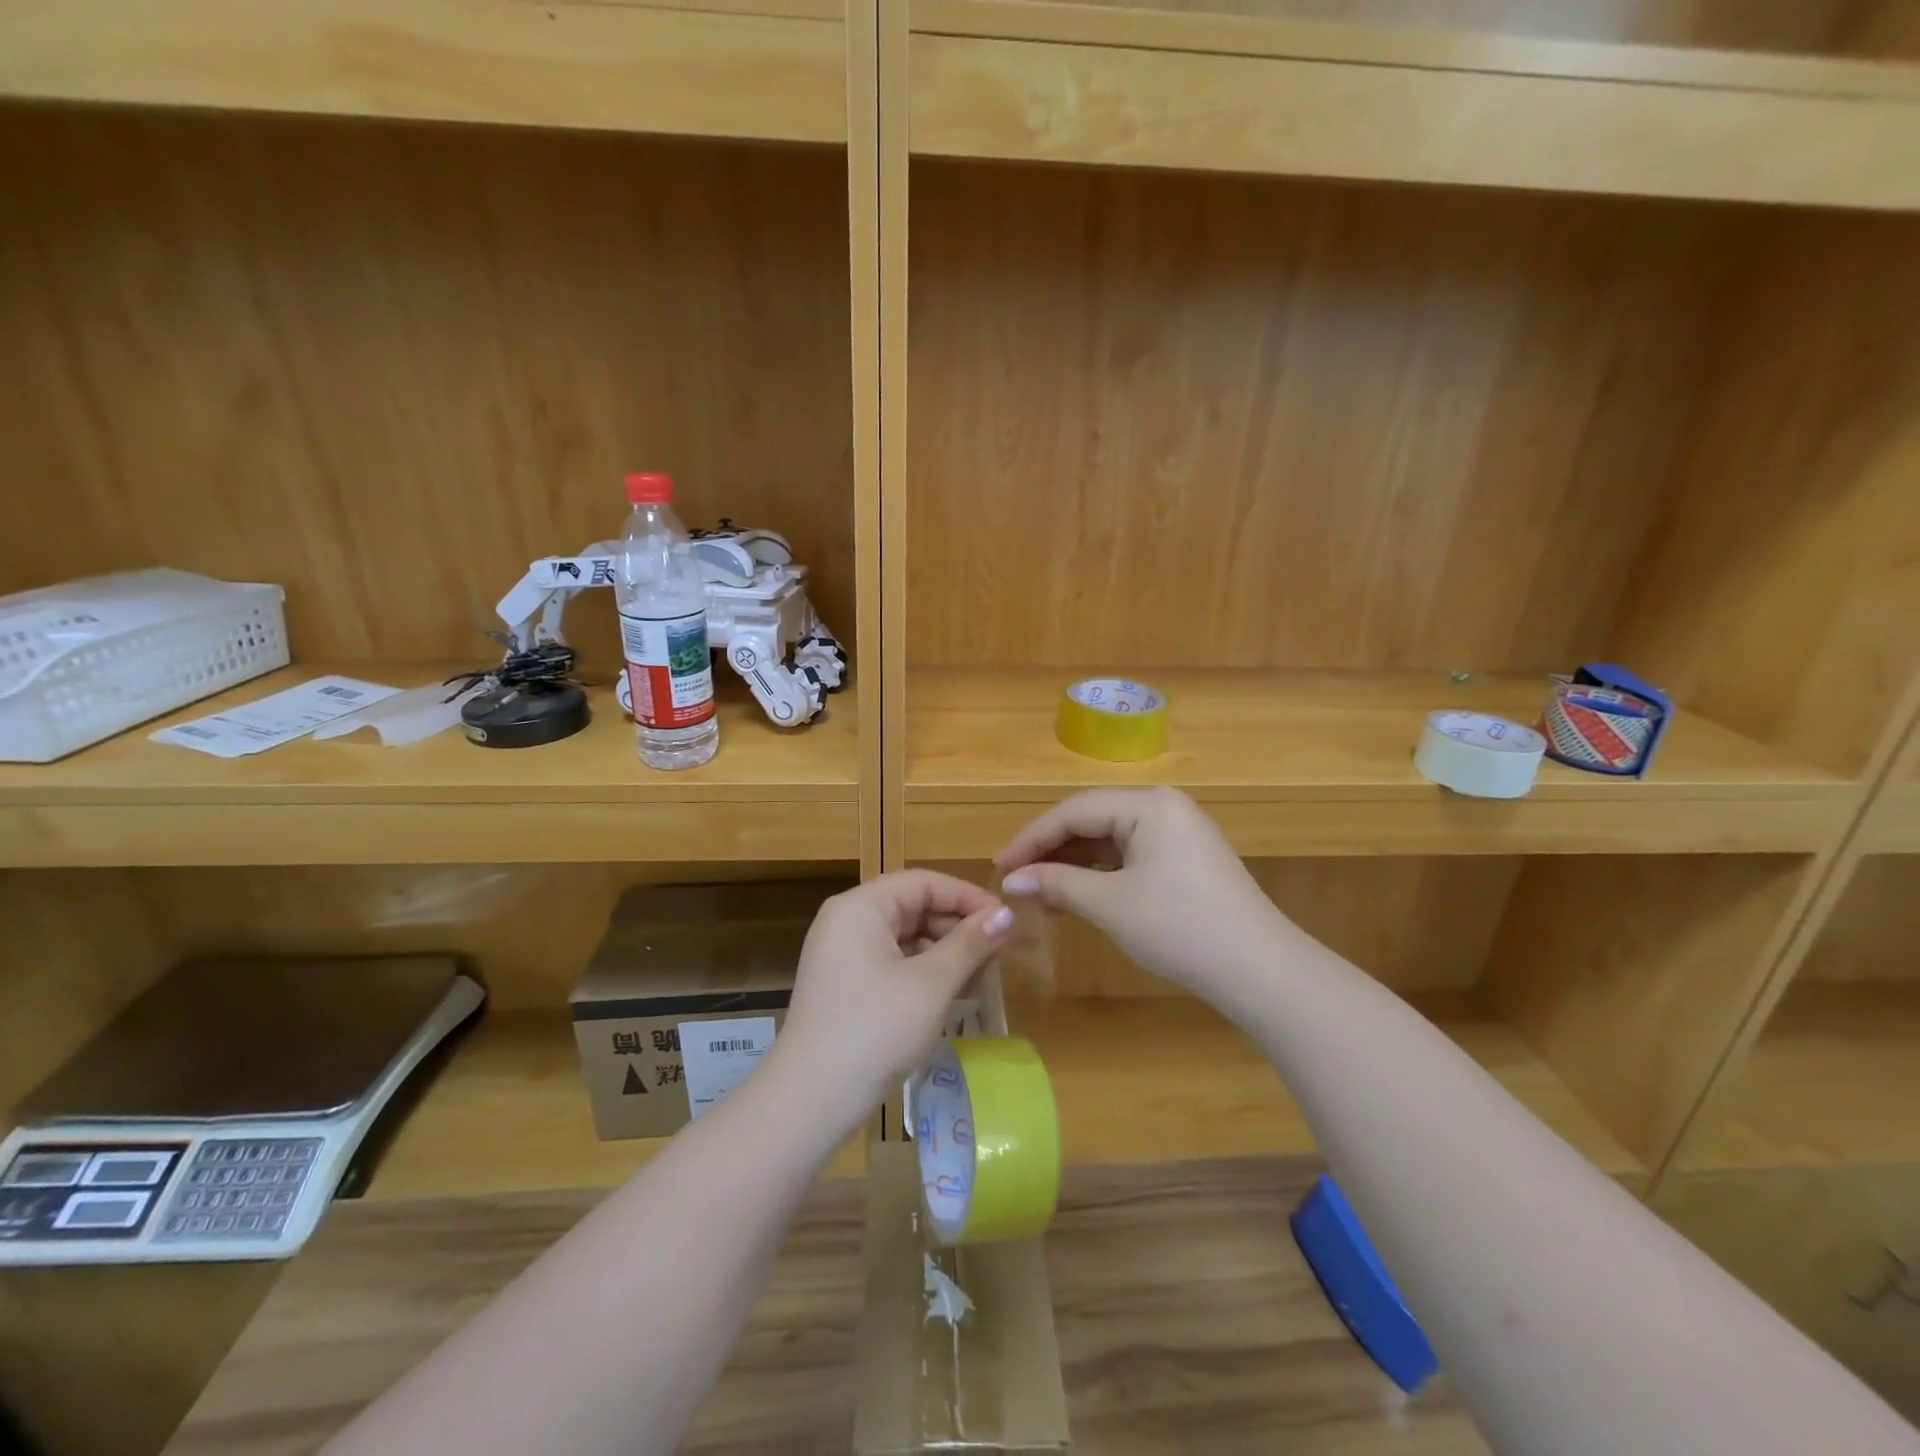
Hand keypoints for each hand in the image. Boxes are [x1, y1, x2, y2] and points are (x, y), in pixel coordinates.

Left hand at [770, 871, 1013, 1135]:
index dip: (968, 897)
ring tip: (982, 979)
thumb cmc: (875, 1030)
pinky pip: (893, 963)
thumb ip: (970, 943)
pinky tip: (954, 995)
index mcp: (861, 907)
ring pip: (906, 937)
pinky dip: (925, 973)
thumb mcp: (931, 984)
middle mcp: (847, 921)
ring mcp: (843, 955)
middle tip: (998, 956)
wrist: (810, 1101)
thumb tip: (1007, 913)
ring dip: (946, 953)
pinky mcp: (846, 986)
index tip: (1006, 921)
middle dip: (959, 928)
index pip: (924, 882)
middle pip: (914, 907)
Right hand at [994, 788, 1288, 1002]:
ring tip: (1040, 896)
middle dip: (1051, 852)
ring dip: (1073, 866)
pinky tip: (1077, 897)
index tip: (999, 868)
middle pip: (1091, 820)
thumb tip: (1011, 881)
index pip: (1074, 811)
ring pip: (1109, 840)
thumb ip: (1056, 884)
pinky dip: (1100, 875)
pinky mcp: (1185, 859)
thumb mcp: (1110, 904)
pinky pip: (1130, 856)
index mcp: (1148, 804)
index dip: (1031, 839)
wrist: (1260, 971)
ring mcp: (1178, 832)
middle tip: (1016, 881)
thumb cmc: (1180, 928)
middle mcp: (1164, 807)